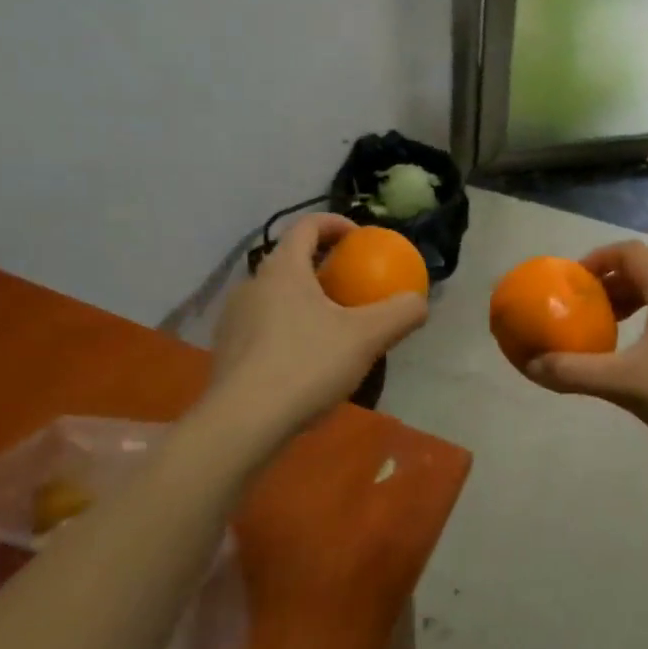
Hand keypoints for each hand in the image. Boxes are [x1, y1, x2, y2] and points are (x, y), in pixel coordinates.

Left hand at [208, 214, 427, 431]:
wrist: (241, 424)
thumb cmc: (306, 365)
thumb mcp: (366, 338)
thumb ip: (399, 313)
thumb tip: (419, 302)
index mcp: (282, 269)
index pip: (307, 226)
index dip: (336, 224)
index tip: (361, 239)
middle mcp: (253, 284)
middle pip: (292, 260)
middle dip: (324, 266)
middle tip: (353, 286)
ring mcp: (235, 319)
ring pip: (277, 295)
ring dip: (306, 299)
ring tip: (334, 325)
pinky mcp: (228, 351)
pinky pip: (265, 325)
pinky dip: (290, 328)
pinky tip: (308, 360)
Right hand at [524, 240, 647, 465]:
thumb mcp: (628, 383)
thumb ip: (576, 372)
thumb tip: (530, 366)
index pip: (627, 253)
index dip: (594, 261)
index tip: (568, 284)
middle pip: (641, 272)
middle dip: (605, 286)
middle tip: (577, 311)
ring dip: (625, 306)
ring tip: (600, 333)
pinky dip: (643, 324)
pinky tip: (633, 358)